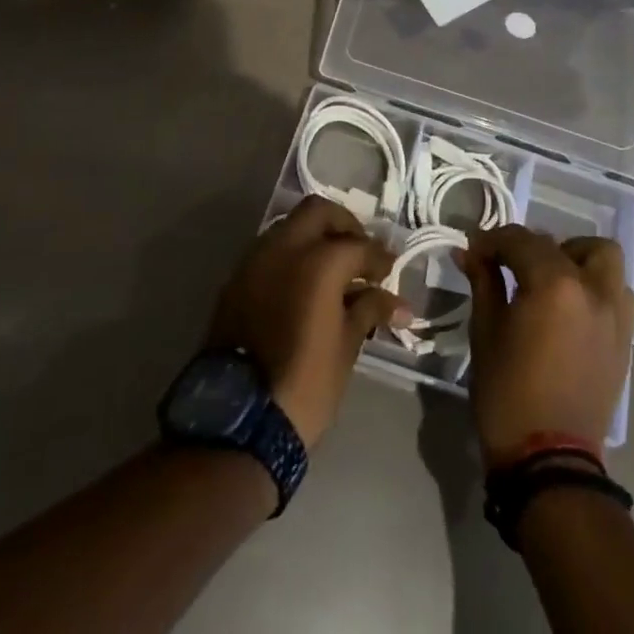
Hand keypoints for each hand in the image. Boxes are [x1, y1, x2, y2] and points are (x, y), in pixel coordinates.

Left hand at [205, 195, 407, 448]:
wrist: (238, 421)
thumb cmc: (304, 385)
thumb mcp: (346, 347)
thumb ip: (370, 310)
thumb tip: (397, 302)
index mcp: (317, 261)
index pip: (358, 245)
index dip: (379, 258)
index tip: (390, 270)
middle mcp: (284, 248)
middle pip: (318, 212)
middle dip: (344, 225)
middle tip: (360, 251)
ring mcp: (255, 260)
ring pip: (290, 227)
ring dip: (314, 237)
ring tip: (333, 269)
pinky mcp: (236, 280)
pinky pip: (270, 251)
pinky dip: (291, 256)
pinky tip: (304, 283)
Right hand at [456, 225, 633, 466]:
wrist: (549, 463)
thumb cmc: (508, 394)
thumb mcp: (486, 332)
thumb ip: (483, 282)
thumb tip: (470, 251)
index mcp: (555, 284)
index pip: (520, 240)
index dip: (492, 241)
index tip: (473, 252)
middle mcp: (592, 288)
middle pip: (562, 244)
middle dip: (531, 247)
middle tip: (509, 267)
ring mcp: (615, 314)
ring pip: (602, 259)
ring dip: (574, 259)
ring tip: (548, 282)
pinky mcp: (625, 339)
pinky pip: (615, 292)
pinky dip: (594, 286)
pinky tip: (570, 308)